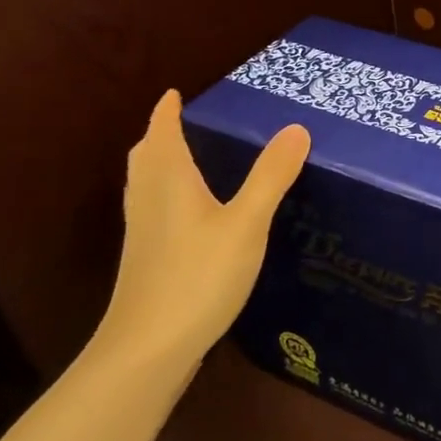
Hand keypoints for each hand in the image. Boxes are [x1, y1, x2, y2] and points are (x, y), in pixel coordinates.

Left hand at [93, 90, 309, 373]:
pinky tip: (190, 214)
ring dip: (159, 163)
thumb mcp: (246, 223)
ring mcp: (143, 233)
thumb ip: (271, 176)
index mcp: (169, 182)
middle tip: (181, 122)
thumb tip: (297, 128)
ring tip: (184, 158)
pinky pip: (152, 209)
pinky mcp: (147, 259)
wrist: (148, 347)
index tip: (173, 93)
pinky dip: (165, 193)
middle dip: (160, 135)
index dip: (167, 112)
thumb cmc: (198, 276)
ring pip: (145, 184)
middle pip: (146, 157)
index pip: (162, 134)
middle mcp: (149, 200)